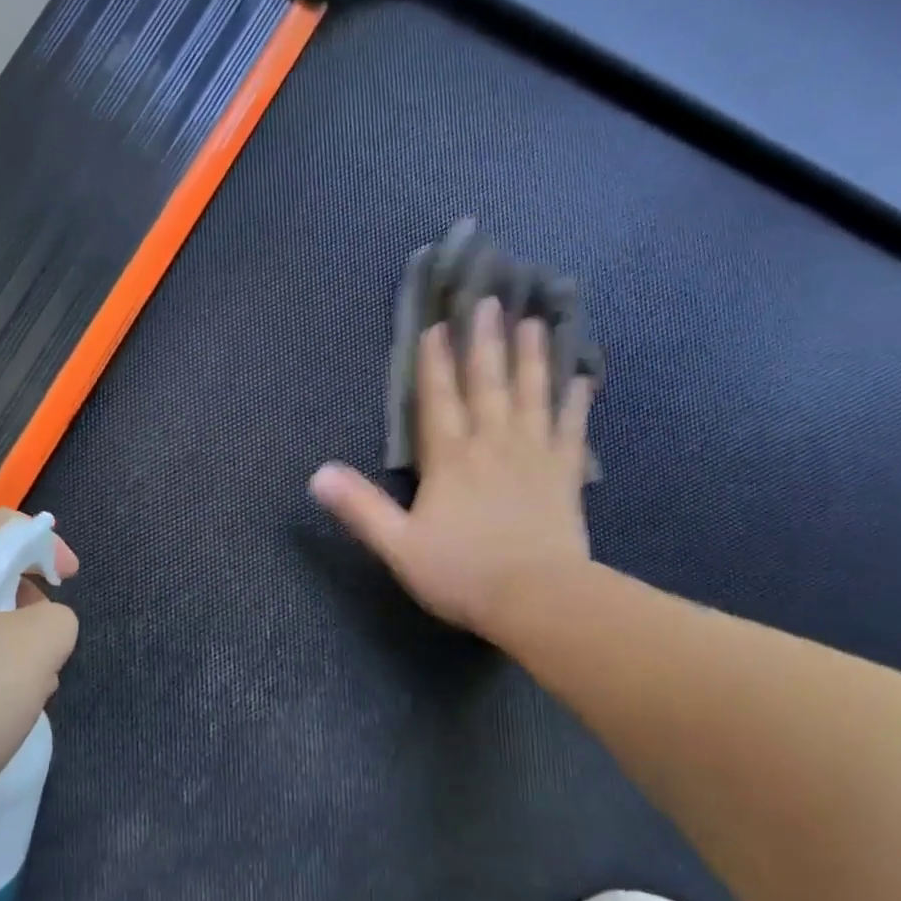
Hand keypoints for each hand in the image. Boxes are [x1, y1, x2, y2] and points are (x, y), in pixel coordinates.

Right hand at [310, 298, 595, 642]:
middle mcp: (492, 444)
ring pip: (531, 395)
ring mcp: (533, 455)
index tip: (438, 325)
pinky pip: (571, 429)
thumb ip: (360, 507)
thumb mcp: (398, 545)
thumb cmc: (462, 573)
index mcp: (450, 459)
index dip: (435, 362)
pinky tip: (584, 378)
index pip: (438, 399)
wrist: (536, 599)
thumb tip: (317, 473)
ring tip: (535, 323)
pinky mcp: (565, 474)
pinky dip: (576, 402)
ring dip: (532, 357)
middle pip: (487, 383)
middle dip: (486, 342)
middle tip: (492, 301)